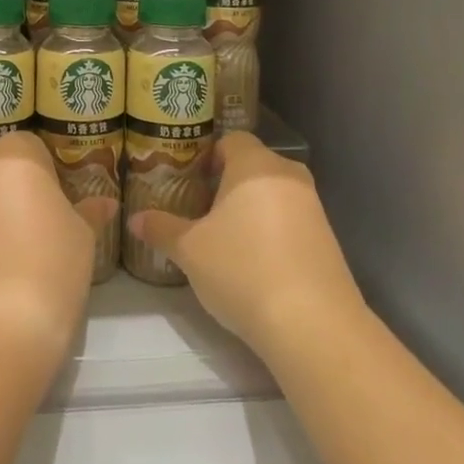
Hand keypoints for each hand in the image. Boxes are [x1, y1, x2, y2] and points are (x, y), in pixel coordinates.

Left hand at [0, 132, 115, 370]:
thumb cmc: (51, 268)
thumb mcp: (82, 237)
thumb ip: (89, 212)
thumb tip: (104, 203)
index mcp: (14, 155)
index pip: (32, 146)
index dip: (48, 172)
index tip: (60, 203)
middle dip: (14, 187)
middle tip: (39, 224)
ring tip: (15, 251)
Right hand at [128, 132, 364, 361]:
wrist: (313, 324)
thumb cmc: (242, 270)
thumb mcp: (190, 251)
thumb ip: (162, 229)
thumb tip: (134, 219)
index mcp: (254, 165)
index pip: (231, 140)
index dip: (209, 156)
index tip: (191, 182)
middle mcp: (288, 175)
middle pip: (254, 166)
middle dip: (228, 185)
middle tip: (202, 211)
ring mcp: (314, 207)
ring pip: (274, 194)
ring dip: (252, 209)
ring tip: (227, 240)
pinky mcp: (328, 238)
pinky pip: (292, 220)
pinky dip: (273, 231)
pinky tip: (257, 263)